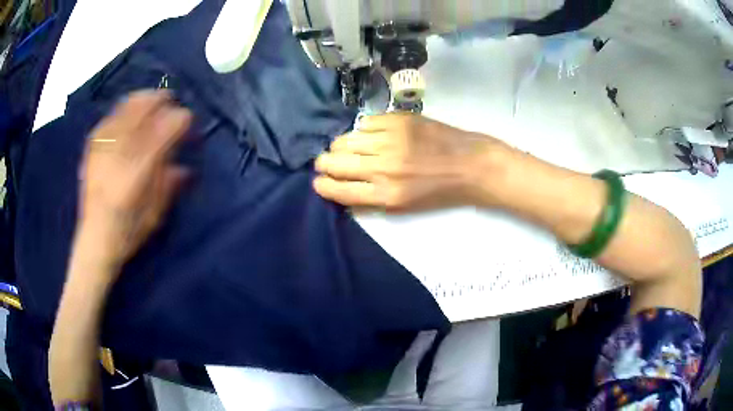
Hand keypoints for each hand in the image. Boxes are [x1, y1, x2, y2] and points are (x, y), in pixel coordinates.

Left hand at [77, 90, 191, 269]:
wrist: (94, 240)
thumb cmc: (128, 232)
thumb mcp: (156, 214)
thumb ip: (170, 184)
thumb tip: (184, 165)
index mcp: (140, 170)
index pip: (166, 128)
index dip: (181, 119)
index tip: (188, 120)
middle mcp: (121, 152)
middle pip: (145, 108)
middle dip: (162, 100)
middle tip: (171, 100)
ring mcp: (104, 147)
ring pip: (126, 107)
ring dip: (143, 99)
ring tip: (151, 100)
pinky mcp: (92, 148)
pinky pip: (110, 117)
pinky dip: (122, 110)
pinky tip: (127, 113)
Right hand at [313, 113, 506, 211]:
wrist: (469, 165)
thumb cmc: (438, 191)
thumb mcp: (404, 206)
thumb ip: (370, 198)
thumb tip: (340, 186)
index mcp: (386, 195)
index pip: (339, 189)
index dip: (323, 185)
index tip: (319, 181)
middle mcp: (384, 167)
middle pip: (335, 162)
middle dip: (324, 163)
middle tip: (327, 162)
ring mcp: (391, 140)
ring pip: (345, 139)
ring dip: (340, 145)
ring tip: (346, 147)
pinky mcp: (399, 120)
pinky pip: (365, 122)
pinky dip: (362, 130)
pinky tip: (370, 134)